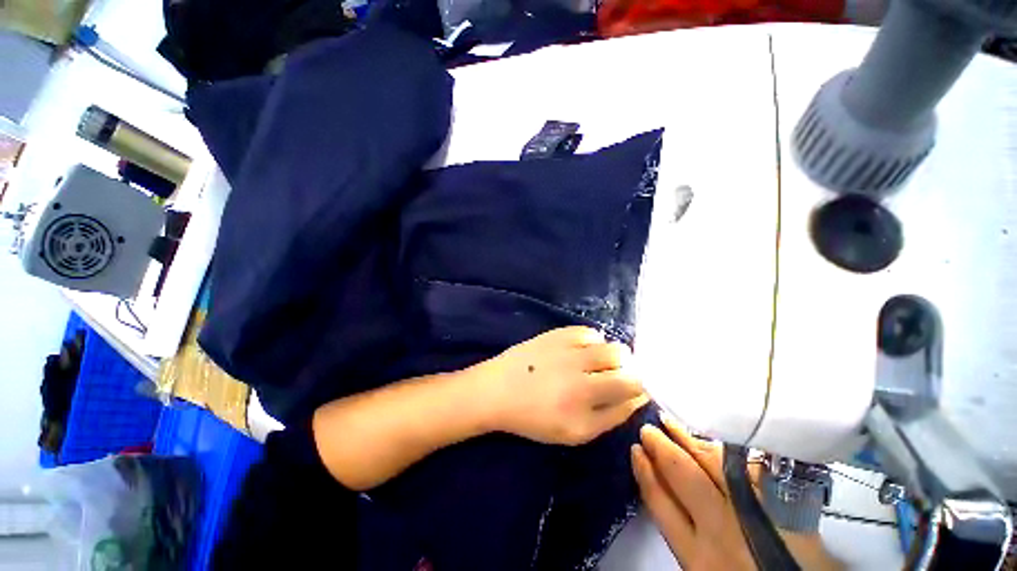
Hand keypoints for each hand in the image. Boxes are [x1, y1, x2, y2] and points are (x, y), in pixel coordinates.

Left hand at [481, 326, 647, 444]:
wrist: (498, 392)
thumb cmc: (535, 418)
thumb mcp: (576, 432)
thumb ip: (611, 417)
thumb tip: (638, 396)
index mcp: (585, 399)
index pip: (632, 385)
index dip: (639, 386)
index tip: (633, 389)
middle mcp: (579, 369)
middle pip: (624, 360)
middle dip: (627, 369)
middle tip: (613, 377)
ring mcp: (567, 348)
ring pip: (609, 344)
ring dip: (612, 355)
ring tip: (597, 364)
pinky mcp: (556, 334)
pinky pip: (588, 332)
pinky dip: (593, 341)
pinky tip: (583, 350)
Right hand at [632, 416, 841, 570]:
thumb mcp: (701, 565)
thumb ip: (683, 528)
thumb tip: (660, 481)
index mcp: (698, 554)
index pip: (659, 501)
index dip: (644, 472)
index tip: (635, 449)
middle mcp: (720, 528)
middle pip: (682, 473)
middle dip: (661, 446)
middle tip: (647, 427)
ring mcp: (754, 510)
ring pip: (712, 463)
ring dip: (687, 438)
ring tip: (669, 420)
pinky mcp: (783, 499)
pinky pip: (746, 465)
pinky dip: (724, 447)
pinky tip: (709, 436)